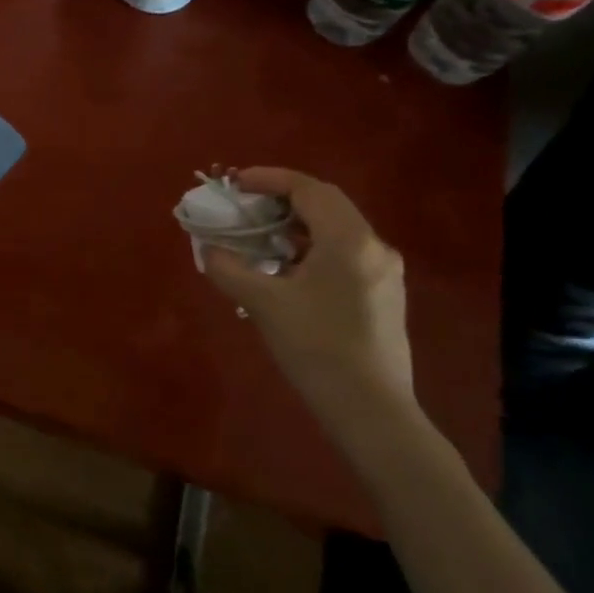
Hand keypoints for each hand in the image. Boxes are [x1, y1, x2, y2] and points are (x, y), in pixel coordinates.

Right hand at [199, 167, 415, 441]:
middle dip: (281, 198)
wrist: (372, 412)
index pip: (307, 189)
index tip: (234, 183)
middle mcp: (373, 246)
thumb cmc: (316, 349)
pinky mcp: (383, 295)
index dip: (268, 179)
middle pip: (324, 203)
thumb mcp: (262, 304)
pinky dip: (311, 247)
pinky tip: (287, 271)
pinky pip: (344, 253)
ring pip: (336, 228)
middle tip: (245, 207)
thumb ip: (229, 268)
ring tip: (260, 238)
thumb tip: (209, 249)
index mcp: (348, 240)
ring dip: (296, 224)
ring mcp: (384, 272)